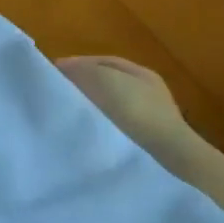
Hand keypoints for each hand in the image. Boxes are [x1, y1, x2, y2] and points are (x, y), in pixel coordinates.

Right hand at [57, 56, 186, 147]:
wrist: (170, 160)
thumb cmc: (137, 110)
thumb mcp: (102, 79)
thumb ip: (80, 69)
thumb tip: (63, 69)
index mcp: (142, 73)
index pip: (103, 62)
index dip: (76, 64)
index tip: (53, 74)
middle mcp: (149, 94)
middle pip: (107, 84)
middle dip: (83, 87)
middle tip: (60, 95)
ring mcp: (152, 122)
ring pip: (112, 108)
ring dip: (92, 110)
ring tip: (71, 116)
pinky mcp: (149, 147)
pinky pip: (117, 130)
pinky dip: (102, 128)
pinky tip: (89, 134)